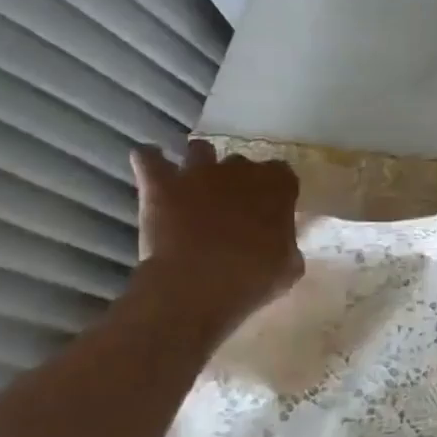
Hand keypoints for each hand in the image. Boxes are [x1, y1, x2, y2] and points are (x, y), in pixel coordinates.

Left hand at [128, 140, 303, 330]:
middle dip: (237, 179)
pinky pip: (148, 157)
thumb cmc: (252, 278)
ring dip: (199, 163)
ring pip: (199, 150)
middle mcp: (240, 169)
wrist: (197, 286)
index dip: (275, 190)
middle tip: (232, 207)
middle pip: (241, 163)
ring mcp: (198, 172)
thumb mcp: (288, 267)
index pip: (282, 173)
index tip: (271, 208)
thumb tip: (280, 243)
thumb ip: (286, 245)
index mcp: (277, 187)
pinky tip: (152, 169)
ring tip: (194, 184)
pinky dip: (150, 161)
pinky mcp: (160, 184)